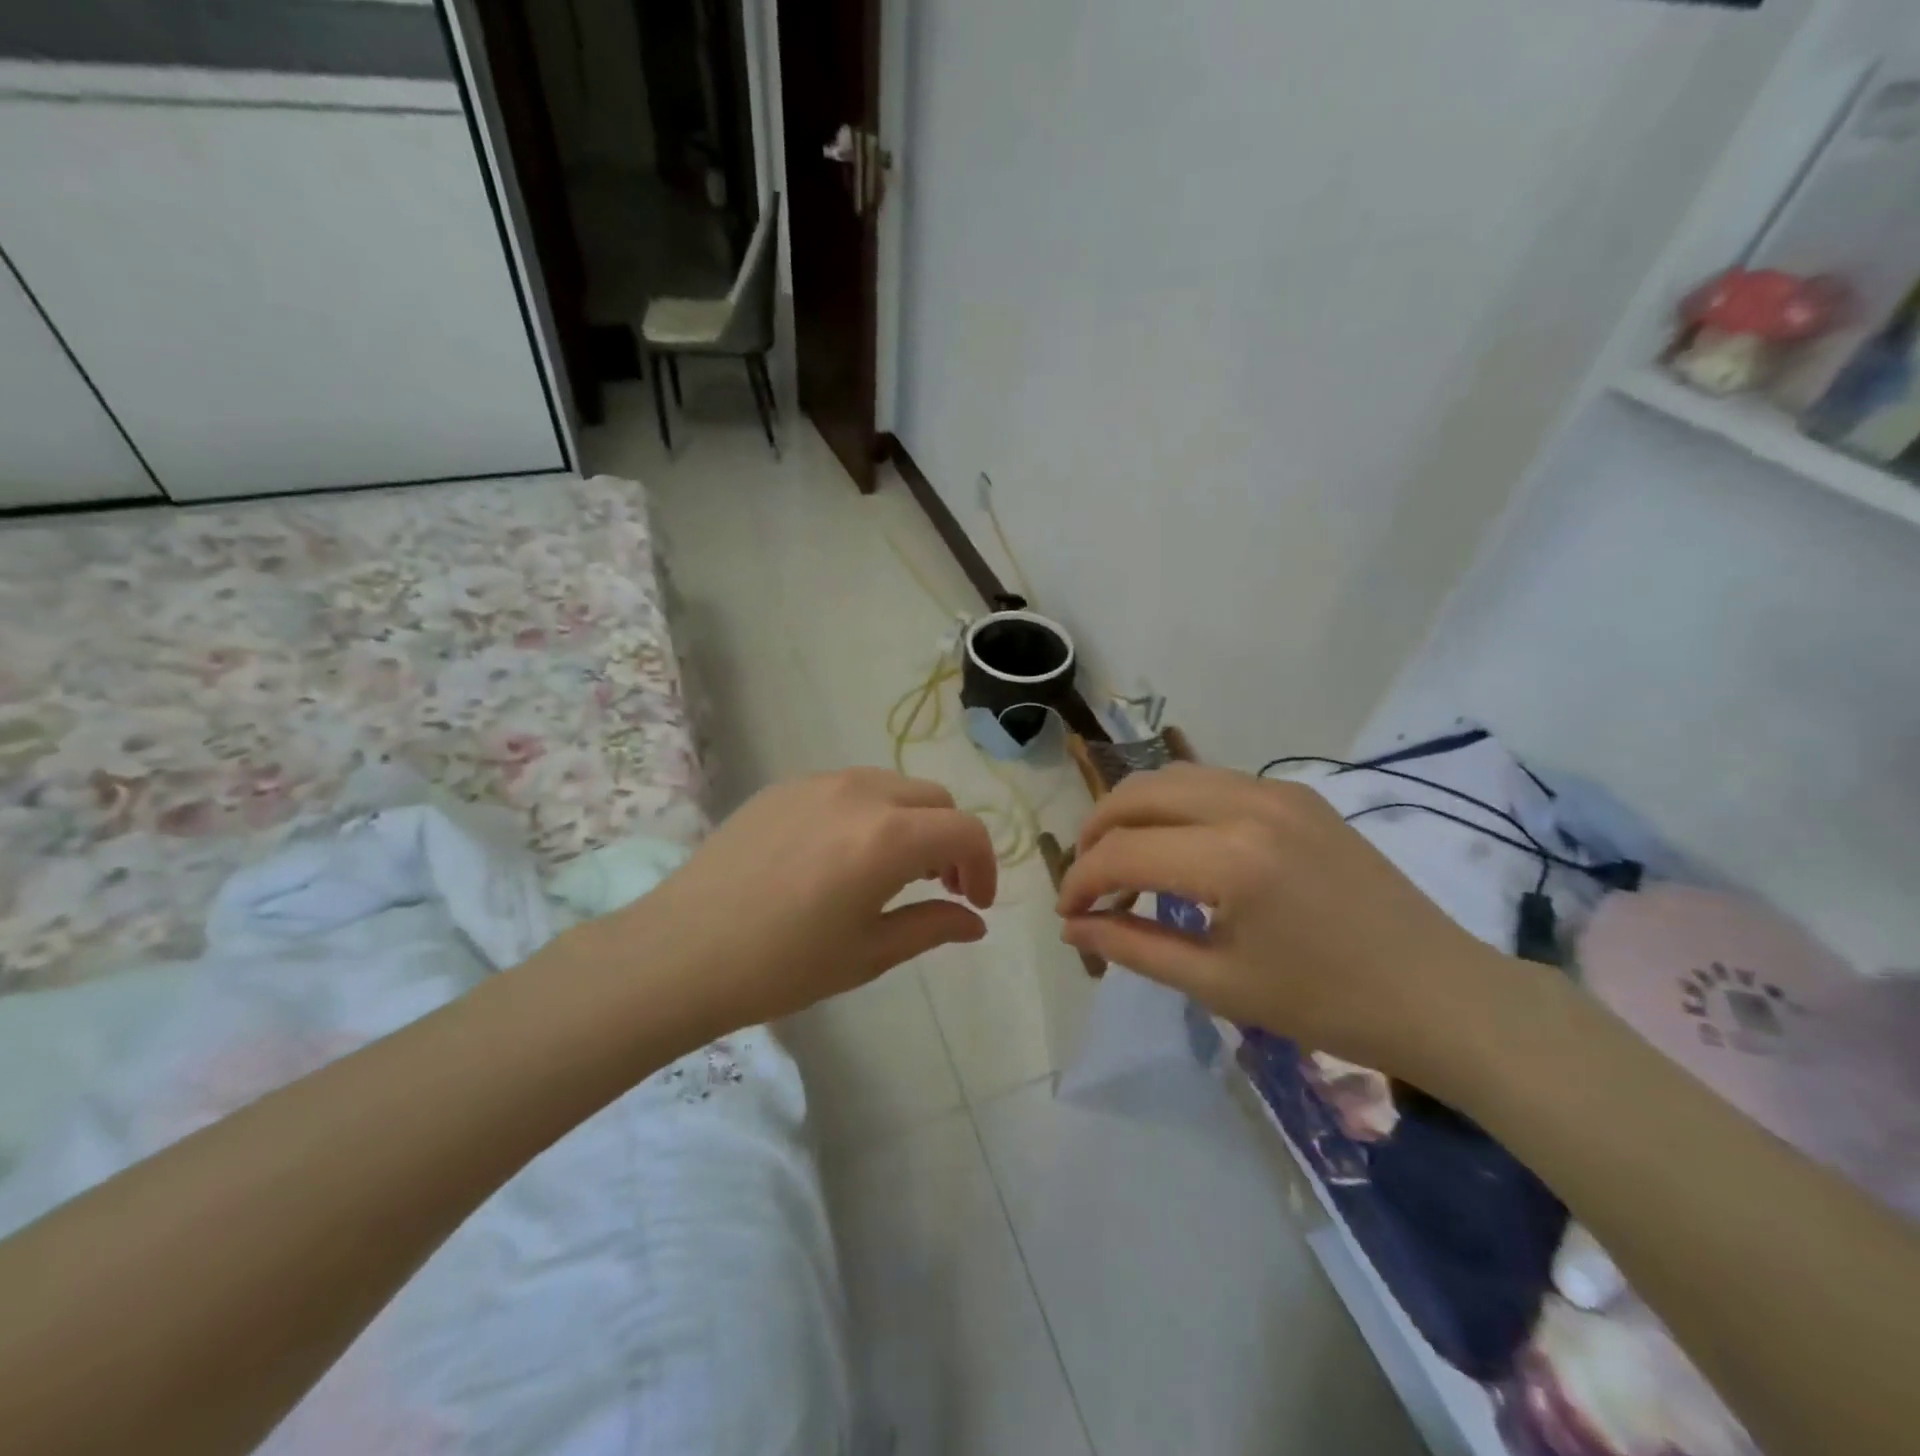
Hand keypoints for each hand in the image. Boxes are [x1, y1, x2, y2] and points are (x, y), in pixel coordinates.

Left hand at [603, 769, 997, 1034]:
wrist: (679, 952)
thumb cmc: (781, 966)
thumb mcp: (868, 954)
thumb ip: (932, 927)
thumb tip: (974, 923)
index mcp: (887, 837)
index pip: (965, 831)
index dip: (985, 865)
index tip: (976, 903)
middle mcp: (859, 793)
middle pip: (934, 800)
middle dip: (951, 840)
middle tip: (942, 887)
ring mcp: (817, 783)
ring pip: (892, 786)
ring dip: (912, 822)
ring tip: (895, 870)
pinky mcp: (784, 787)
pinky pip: (849, 787)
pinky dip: (870, 813)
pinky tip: (844, 855)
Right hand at [1056, 763, 1514, 1086]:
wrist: (1442, 994)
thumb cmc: (1328, 1005)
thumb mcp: (1218, 984)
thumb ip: (1134, 946)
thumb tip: (1073, 927)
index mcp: (1231, 860)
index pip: (1122, 853)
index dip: (1081, 882)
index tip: (1068, 915)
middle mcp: (1248, 805)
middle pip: (1137, 794)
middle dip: (1096, 834)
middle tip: (1088, 882)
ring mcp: (1277, 790)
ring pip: (1171, 776)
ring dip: (1133, 813)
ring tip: (1124, 862)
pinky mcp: (1298, 793)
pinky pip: (1212, 782)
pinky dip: (1175, 806)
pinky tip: (1178, 848)